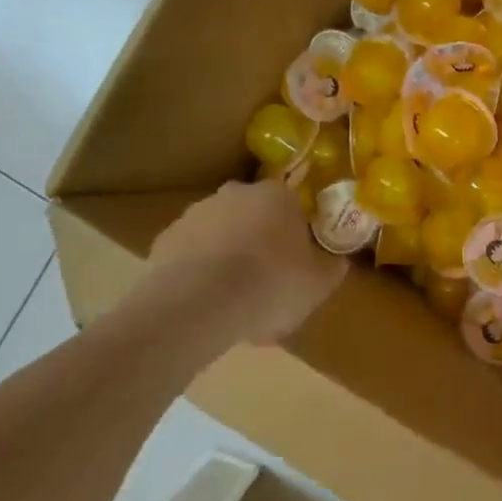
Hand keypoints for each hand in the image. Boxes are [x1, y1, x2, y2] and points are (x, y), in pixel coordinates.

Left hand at [129, 180, 346, 364]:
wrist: (196, 306)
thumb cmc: (270, 285)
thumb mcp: (320, 284)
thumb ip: (332, 267)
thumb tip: (337, 260)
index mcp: (278, 195)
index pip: (294, 204)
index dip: (298, 233)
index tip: (301, 260)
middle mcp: (236, 193)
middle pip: (255, 214)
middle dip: (261, 239)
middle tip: (269, 278)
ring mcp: (195, 214)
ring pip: (222, 232)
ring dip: (229, 255)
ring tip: (235, 298)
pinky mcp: (164, 240)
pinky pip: (192, 254)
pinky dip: (200, 272)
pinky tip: (207, 303)